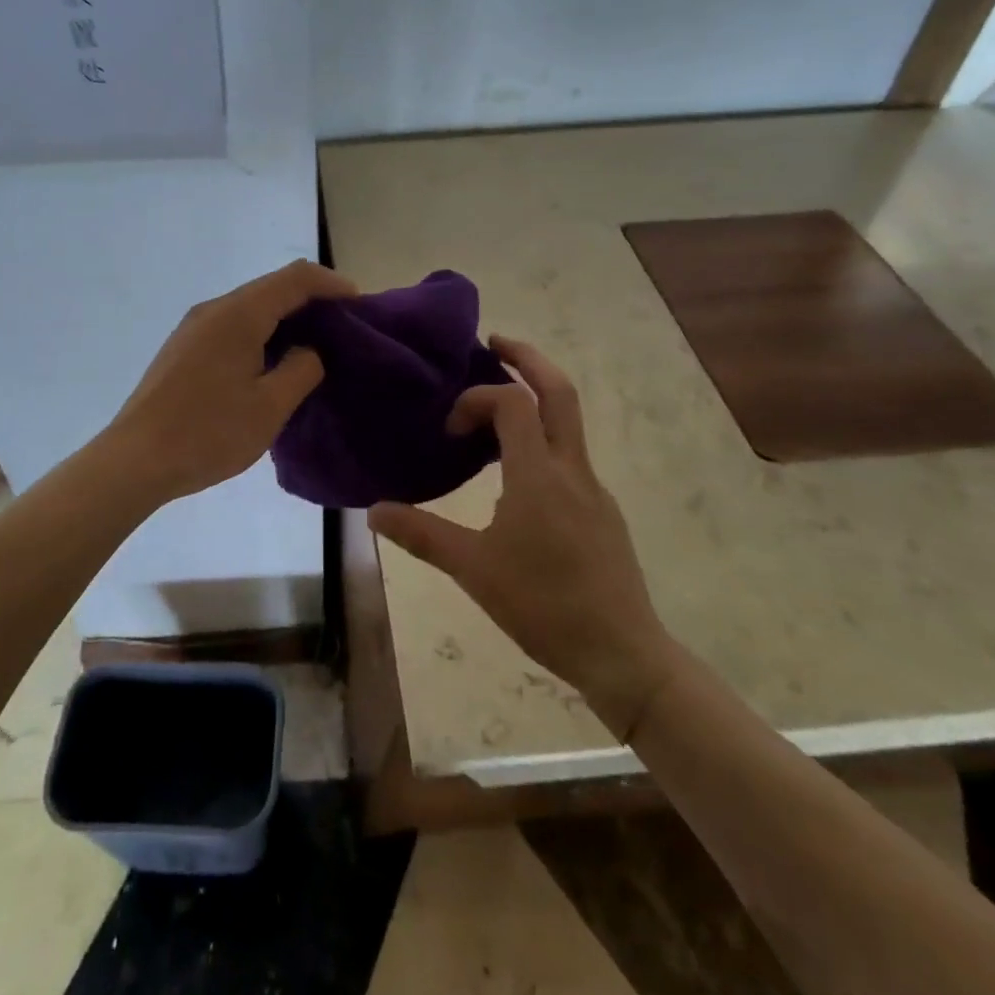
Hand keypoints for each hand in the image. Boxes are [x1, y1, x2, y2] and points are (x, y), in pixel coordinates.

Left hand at [104, 260, 356, 505]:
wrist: (134, 460)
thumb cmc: (208, 433)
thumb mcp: (270, 406)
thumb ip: (301, 369)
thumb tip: (307, 352)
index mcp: (239, 314)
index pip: (295, 278)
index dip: (332, 284)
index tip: (360, 304)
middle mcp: (214, 309)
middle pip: (272, 288)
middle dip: (311, 301)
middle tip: (343, 329)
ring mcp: (194, 327)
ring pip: (251, 308)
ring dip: (285, 319)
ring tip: (315, 347)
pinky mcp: (183, 348)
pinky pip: (232, 326)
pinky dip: (262, 333)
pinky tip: (273, 363)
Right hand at [369, 337, 679, 737]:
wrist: (621, 652)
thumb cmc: (543, 606)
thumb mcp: (473, 570)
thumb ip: (422, 534)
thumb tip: (373, 512)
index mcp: (538, 475)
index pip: (512, 402)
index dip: (476, 398)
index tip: (450, 431)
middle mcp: (571, 468)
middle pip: (559, 390)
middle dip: (527, 357)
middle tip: (494, 342)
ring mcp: (592, 487)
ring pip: (567, 421)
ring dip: (535, 398)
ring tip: (495, 408)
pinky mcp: (601, 509)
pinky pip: (568, 454)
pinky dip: (541, 438)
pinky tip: (516, 474)